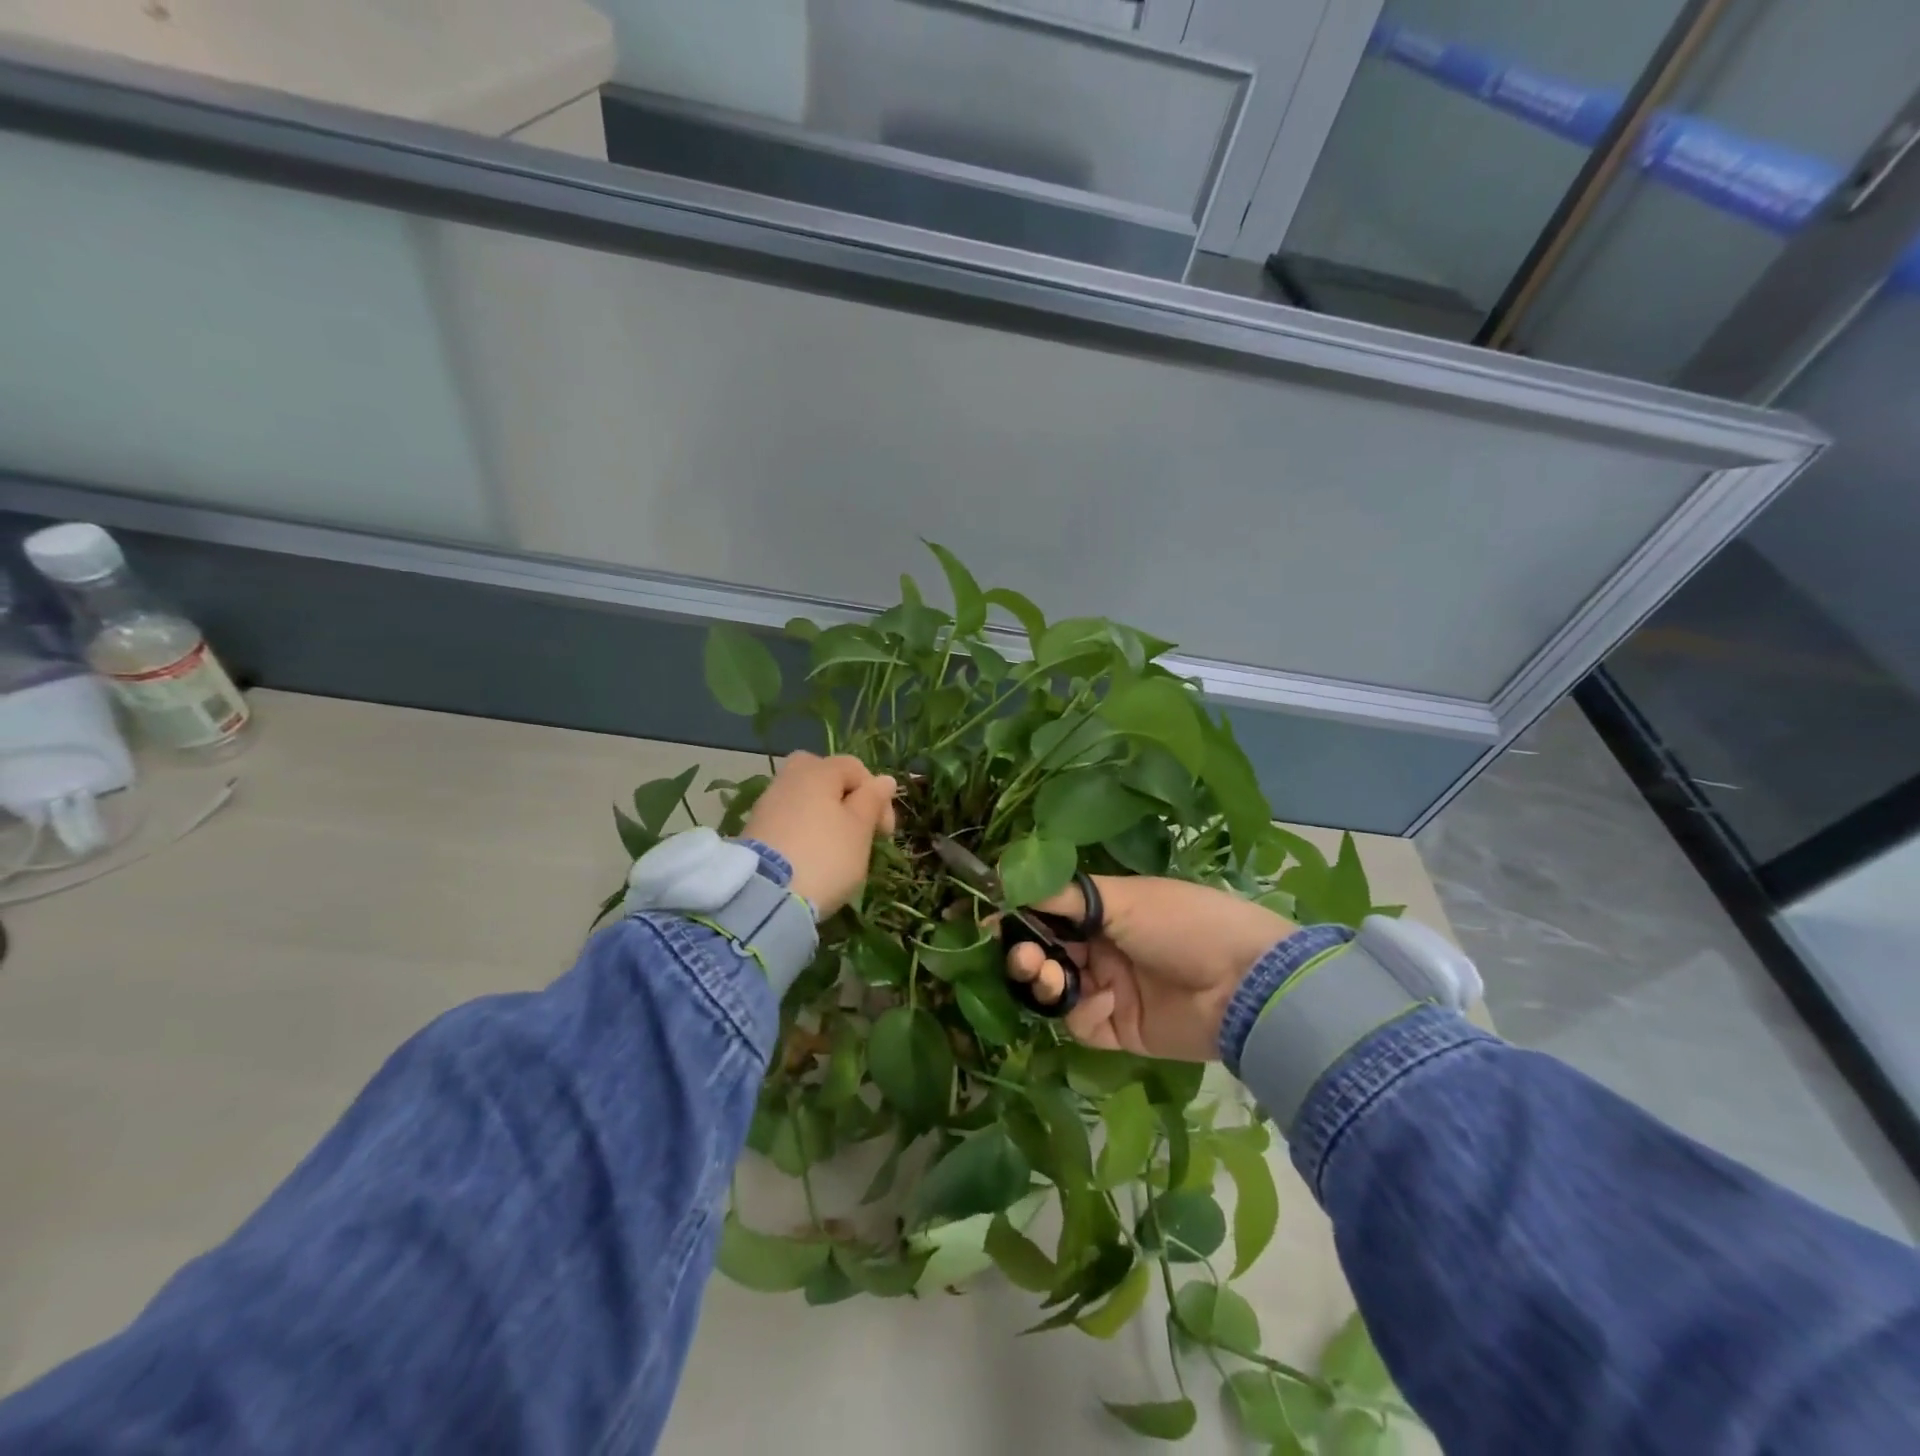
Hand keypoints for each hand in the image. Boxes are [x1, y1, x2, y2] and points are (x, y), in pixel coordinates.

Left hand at [740, 752, 896, 915]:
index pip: (856, 768)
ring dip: (822, 816)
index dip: (877, 796)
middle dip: (843, 797)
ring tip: (834, 848)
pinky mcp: (753, 830)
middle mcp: (789, 778)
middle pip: (822, 775)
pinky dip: (802, 831)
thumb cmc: (825, 857)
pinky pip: (787, 819)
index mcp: (817, 771)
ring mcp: (767, 804)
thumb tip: (884, 779)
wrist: (765, 896)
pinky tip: (809, 856)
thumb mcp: (859, 829)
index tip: (884, 831)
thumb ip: (872, 800)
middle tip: (855, 826)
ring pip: (803, 798)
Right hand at [1006, 877, 1295, 1061]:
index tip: (991, 921)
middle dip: (1027, 954)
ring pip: (1057, 990)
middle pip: (1047, 954)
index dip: (1020, 918)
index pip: (1049, 914)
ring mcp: (1111, 991)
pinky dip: (1086, 1012)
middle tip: (1025, 957)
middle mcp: (1103, 950)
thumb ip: (1064, 895)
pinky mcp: (1120, 1031)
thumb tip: (1005, 878)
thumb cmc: (1182, 923)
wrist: (1243, 983)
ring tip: (1050, 975)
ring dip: (1046, 982)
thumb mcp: (1123, 898)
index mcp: (1106, 913)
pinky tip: (1106, 1000)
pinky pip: (1083, 1024)